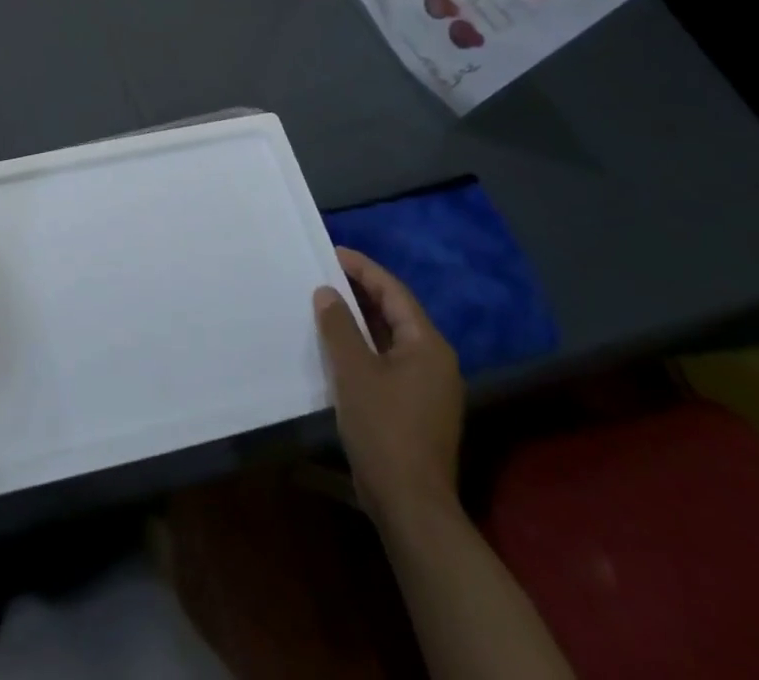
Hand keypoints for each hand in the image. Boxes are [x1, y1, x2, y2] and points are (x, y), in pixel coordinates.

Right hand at [313, 247, 463, 524]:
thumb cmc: (384, 429)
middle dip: (360, 292)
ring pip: (390, 339)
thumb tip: (327, 292)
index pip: (393, 292)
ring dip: (360, 320)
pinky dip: (363, 347)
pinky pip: (387, 361)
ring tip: (325, 304)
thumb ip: (339, 326)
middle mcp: (434, 361)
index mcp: (427, 345)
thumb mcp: (353, 371)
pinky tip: (336, 348)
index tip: (332, 252)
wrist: (411, 505)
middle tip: (324, 274)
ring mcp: (428, 387)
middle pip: (395, 313)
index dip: (363, 269)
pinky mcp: (415, 409)